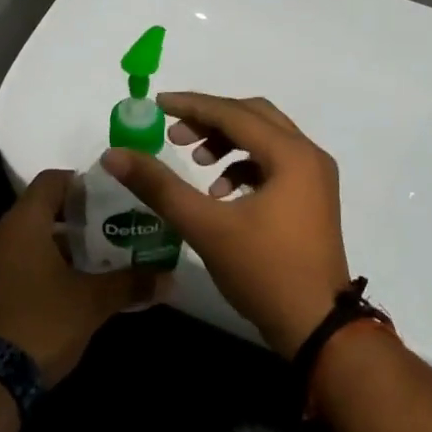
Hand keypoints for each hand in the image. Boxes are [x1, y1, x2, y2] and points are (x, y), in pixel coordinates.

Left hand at [0, 169, 158, 383]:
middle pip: (39, 210)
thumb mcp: (93, 303)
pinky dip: (37, 266)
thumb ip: (130, 283)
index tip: (109, 198)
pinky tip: (63, 289)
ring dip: (56, 246)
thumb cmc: (42, 323)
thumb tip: (169, 278)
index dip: (81, 183)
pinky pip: (12, 263)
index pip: (51, 180)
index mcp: (22, 223)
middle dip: (75, 220)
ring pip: (25, 239)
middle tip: (109, 232)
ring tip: (92, 263)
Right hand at [100, 93, 349, 358]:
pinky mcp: (313, 199)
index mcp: (291, 154)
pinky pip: (275, 164)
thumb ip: (159, 186)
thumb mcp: (205, 226)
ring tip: (197, 164)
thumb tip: (114, 154)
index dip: (192, 105)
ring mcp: (316, 178)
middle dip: (211, 120)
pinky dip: (245, 167)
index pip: (233, 113)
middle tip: (175, 136)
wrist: (317, 327)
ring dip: (229, 143)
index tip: (156, 104)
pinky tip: (220, 193)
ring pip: (266, 140)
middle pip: (254, 117)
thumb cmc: (263, 271)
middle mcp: (310, 155)